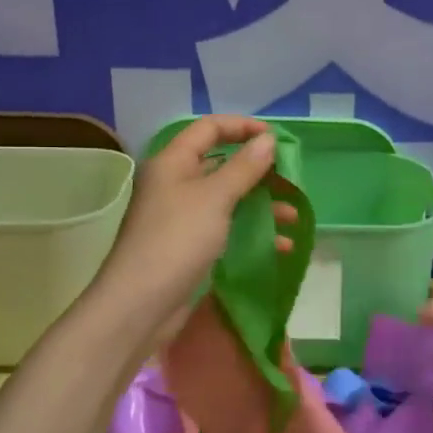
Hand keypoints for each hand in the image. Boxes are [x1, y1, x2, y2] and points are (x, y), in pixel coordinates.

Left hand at [95, 115, 297, 338]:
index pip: (209, 128)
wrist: (140, 305)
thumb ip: (244, 167)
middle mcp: (174, 183)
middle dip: (258, 171)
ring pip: (227, 199)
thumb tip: (268, 140)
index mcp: (172, 162)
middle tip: (290, 181)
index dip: (243, 127)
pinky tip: (279, 246)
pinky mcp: (188, 246)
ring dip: (261, 204)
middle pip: (221, 164)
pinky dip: (252, 232)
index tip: (277, 139)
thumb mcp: (215, 198)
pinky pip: (225, 228)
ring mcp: (181, 216)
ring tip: (292, 217)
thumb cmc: (177, 240)